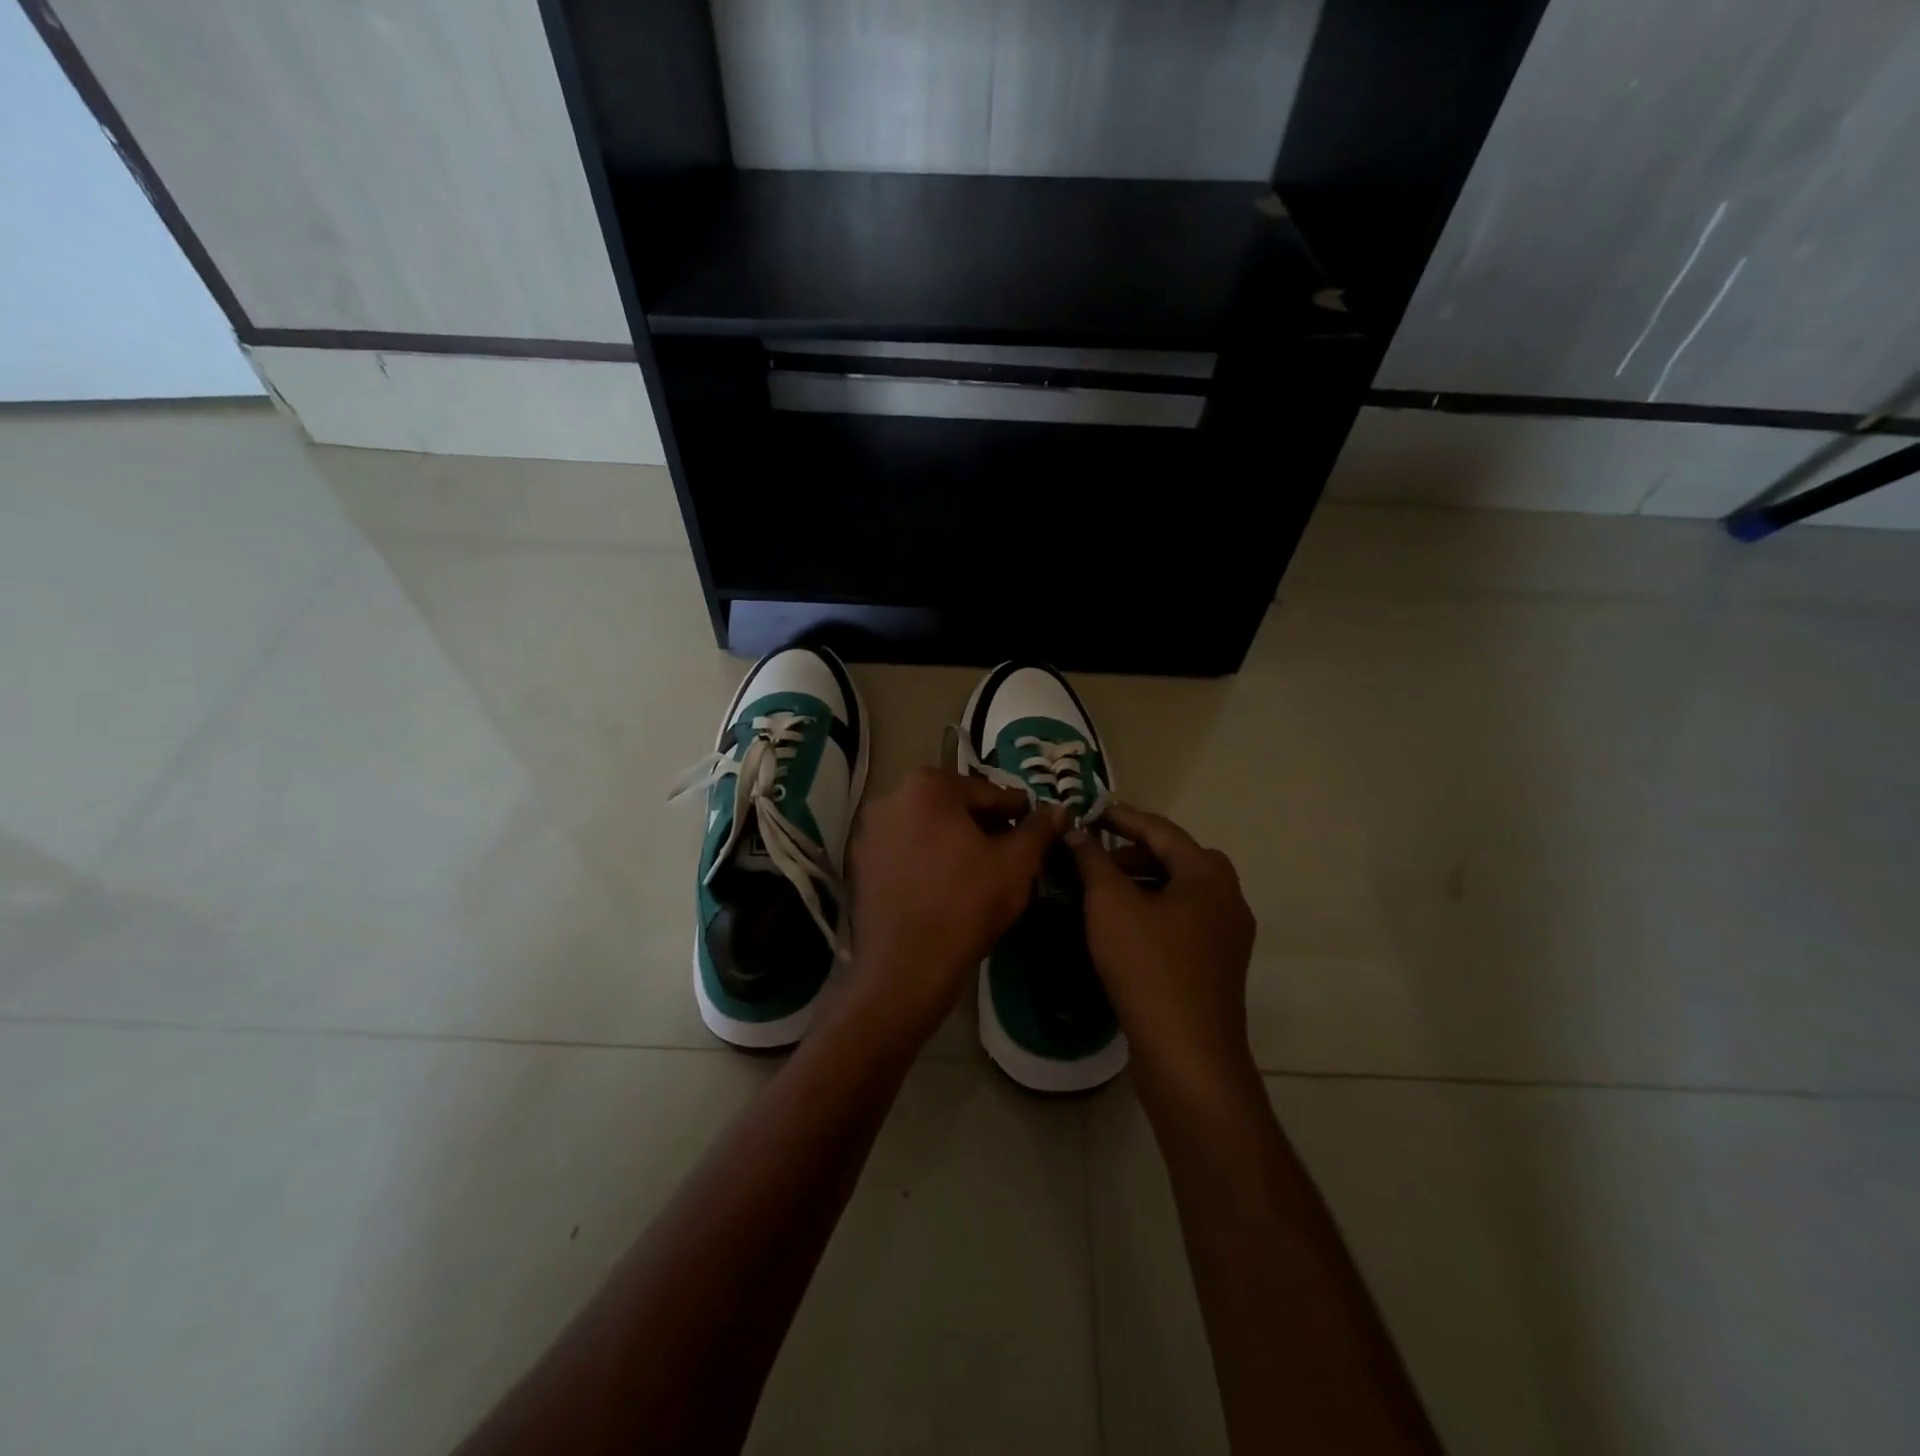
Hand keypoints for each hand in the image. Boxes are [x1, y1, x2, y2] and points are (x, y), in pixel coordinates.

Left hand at [840, 768, 1067, 1048]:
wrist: (905, 968)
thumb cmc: (966, 905)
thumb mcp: (1016, 863)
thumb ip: (1039, 829)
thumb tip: (1059, 810)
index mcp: (927, 785)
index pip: (987, 791)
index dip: (1016, 812)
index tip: (1034, 830)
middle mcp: (890, 798)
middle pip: (953, 806)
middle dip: (983, 825)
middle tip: (1011, 852)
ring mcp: (868, 832)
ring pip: (926, 829)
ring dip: (953, 842)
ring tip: (980, 871)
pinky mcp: (858, 865)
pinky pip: (904, 852)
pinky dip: (927, 860)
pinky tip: (946, 887)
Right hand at [1067, 805, 1257, 1096]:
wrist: (1187, 1054)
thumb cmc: (1149, 966)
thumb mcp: (1111, 905)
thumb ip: (1093, 860)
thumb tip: (1077, 831)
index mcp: (1208, 875)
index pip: (1161, 830)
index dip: (1122, 817)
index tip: (1090, 811)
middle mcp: (1227, 898)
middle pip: (1176, 859)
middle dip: (1133, 852)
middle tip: (1095, 856)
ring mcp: (1227, 935)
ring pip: (1180, 892)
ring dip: (1142, 882)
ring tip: (1102, 891)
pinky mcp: (1217, 965)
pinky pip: (1183, 921)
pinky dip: (1153, 911)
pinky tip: (1123, 926)